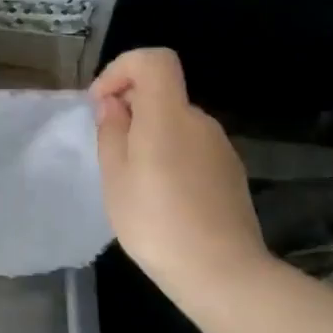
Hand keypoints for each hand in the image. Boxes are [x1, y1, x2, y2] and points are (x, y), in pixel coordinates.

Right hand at [91, 48, 270, 302]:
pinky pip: (192, 148)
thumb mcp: (115, 177)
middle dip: (130, 110)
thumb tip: (114, 104)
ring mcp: (220, 146)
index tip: (102, 104)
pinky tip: (163, 198)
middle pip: (163, 93)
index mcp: (168, 115)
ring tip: (133, 183)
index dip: (122, 70)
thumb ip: (112, 131)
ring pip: (175, 124)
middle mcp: (199, 121)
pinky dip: (170, 157)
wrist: (220, 271)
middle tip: (109, 153)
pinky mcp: (230, 171)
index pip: (154, 60)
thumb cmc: (155, 221)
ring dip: (150, 137)